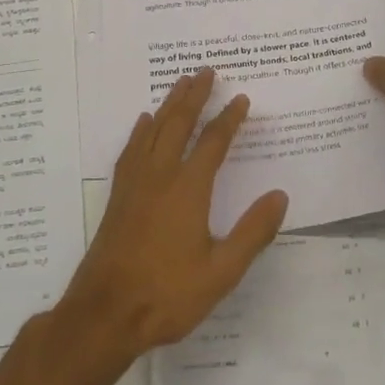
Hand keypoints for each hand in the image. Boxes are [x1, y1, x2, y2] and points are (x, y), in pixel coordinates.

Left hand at [54, 68, 288, 362]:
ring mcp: (134, 184)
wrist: (105, 313)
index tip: (241, 98)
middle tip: (206, 71)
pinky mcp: (118, 196)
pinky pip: (131, 150)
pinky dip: (140, 131)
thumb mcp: (222, 272)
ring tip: (180, 84)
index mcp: (188, 189)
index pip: (213, 143)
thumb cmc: (167, 295)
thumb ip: (252, 232)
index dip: (229, 118)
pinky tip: (143, 123)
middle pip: (178, 124)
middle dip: (194, 96)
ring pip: (152, 130)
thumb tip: (279, 195)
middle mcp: (160, 176)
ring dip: (168, 105)